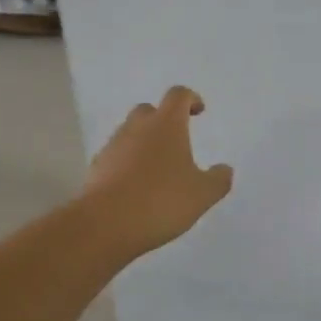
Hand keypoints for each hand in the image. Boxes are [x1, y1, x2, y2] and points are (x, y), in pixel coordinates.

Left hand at [83, 86, 233, 256]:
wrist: (105, 225)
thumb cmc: (161, 201)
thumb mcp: (202, 194)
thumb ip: (218, 180)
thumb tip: (225, 169)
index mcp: (166, 125)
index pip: (178, 95)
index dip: (190, 99)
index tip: (199, 112)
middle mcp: (136, 127)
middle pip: (149, 110)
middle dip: (163, 120)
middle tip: (176, 141)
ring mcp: (113, 146)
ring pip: (130, 133)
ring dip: (143, 142)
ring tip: (157, 170)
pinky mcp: (96, 168)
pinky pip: (116, 156)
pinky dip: (127, 163)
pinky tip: (136, 187)